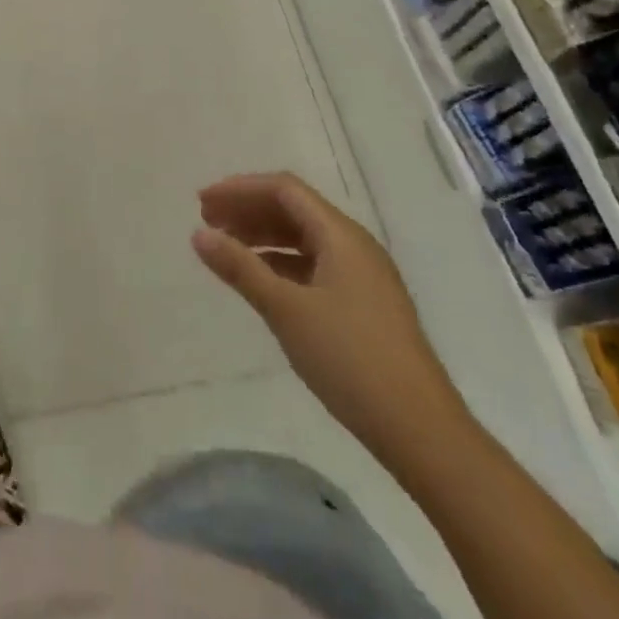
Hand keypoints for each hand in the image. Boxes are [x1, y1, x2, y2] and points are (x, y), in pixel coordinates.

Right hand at [193, 173, 472, 472]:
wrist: (420, 428)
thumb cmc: (349, 358)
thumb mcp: (286, 310)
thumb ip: (240, 268)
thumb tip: (198, 234)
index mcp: (340, 235)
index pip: (284, 190)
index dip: (240, 189)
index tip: (203, 202)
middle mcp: (354, 245)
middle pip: (294, 209)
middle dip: (249, 209)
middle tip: (207, 222)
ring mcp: (363, 276)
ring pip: (305, 238)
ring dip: (264, 236)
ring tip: (227, 248)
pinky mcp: (364, 304)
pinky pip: (315, 265)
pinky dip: (282, 263)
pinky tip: (261, 280)